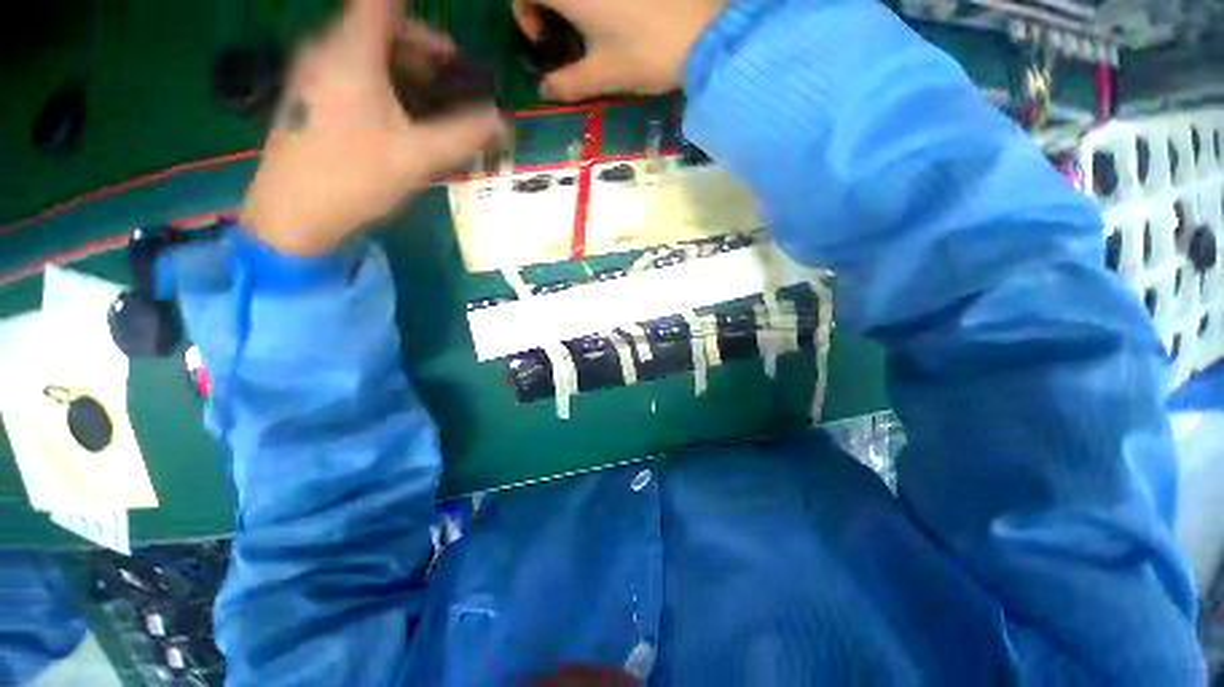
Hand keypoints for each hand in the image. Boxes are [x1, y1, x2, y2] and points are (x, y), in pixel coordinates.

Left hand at [244, 0, 503, 255]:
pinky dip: (385, 84)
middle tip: (456, 83)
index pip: (384, 3)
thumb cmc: (354, 178)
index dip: (423, 23)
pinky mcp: (312, 98)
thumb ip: (464, 136)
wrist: (293, 215)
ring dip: (407, 70)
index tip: (452, 50)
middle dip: (425, 51)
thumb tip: (502, 123)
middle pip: (380, 26)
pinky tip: (403, 119)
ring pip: (368, 52)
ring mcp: (314, 74)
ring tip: (435, 106)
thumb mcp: (418, 157)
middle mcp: (327, 50)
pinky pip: (354, 73)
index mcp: (351, 52)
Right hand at [511, 0, 726, 101]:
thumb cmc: (646, 54)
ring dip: (571, 8)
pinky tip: (611, 20)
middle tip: (559, 31)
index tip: (540, 38)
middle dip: (543, 5)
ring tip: (586, 30)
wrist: (704, 33)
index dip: (522, 10)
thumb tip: (544, 91)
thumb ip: (568, 84)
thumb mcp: (603, 75)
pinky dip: (594, 7)